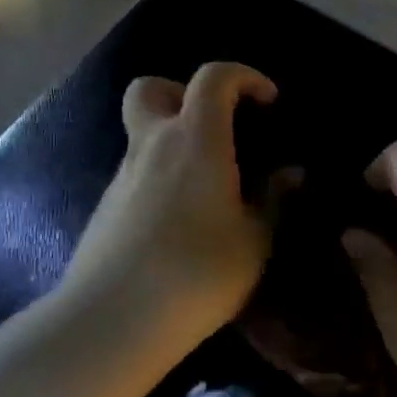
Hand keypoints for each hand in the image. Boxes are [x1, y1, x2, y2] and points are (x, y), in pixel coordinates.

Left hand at [62, 61, 282, 350]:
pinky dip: (158, 176)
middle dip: (183, 92)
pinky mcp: (105, 207)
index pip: (213, 77)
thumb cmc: (197, 273)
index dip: (244, 76)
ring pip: (141, 133)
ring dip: (171, 140)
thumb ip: (274, 201)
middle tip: (213, 125)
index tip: (268, 102)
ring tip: (205, 186)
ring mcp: (122, 175)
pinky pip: (135, 172)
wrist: (112, 320)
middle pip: (151, 88)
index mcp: (195, 139)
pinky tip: (178, 221)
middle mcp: (152, 144)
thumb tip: (290, 174)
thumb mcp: (254, 242)